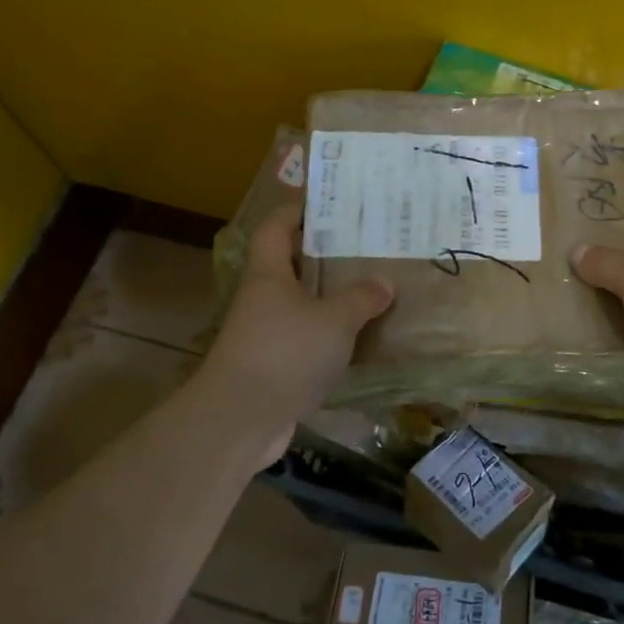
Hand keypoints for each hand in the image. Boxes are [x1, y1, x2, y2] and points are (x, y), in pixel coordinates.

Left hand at [195, 204, 392, 459]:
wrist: (240, 420)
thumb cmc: (285, 353)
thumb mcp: (333, 320)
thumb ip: (361, 298)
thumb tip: (383, 283)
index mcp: (270, 275)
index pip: (275, 228)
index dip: (296, 211)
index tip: (327, 203)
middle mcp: (262, 299)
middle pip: (291, 266)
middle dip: (323, 256)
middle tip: (364, 247)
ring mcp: (264, 335)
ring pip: (300, 305)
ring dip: (329, 299)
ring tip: (370, 290)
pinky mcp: (273, 367)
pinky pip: (305, 340)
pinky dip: (328, 337)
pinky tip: (358, 340)